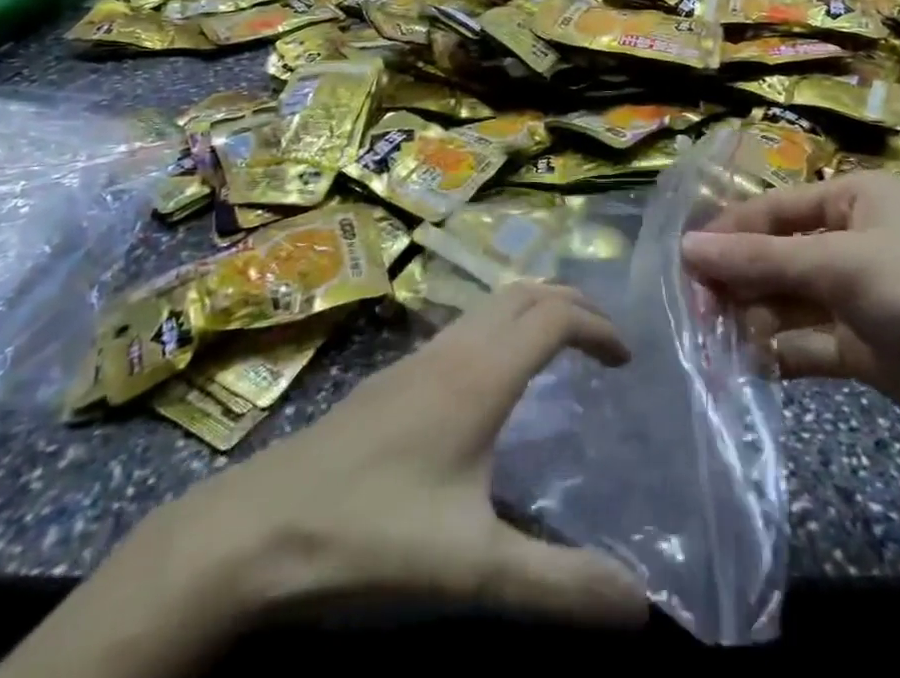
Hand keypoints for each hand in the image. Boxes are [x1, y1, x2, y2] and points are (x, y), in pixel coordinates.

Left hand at [194, 280, 647, 623]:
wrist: (260, 525)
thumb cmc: (373, 533)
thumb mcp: (472, 568)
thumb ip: (558, 584)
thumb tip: (639, 607)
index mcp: (480, 376)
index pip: (554, 317)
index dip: (597, 326)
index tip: (625, 360)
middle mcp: (454, 349)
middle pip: (525, 293)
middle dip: (571, 305)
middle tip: (603, 344)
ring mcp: (419, 356)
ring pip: (492, 303)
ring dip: (534, 309)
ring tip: (561, 349)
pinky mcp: (395, 374)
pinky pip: (466, 324)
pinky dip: (501, 326)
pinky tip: (494, 379)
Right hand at [682, 172, 899, 472]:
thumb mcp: (840, 265)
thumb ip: (762, 260)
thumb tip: (688, 249)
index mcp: (852, 200)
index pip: (772, 211)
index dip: (727, 236)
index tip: (684, 268)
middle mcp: (852, 240)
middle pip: (776, 256)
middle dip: (737, 283)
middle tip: (698, 317)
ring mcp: (859, 297)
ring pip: (788, 302)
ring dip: (754, 321)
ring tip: (719, 348)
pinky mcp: (867, 348)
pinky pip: (809, 343)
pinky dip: (781, 354)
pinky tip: (753, 368)